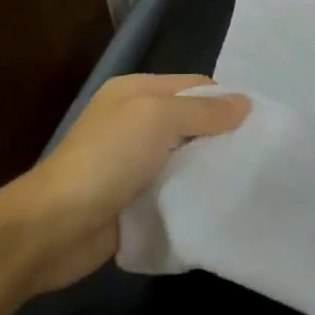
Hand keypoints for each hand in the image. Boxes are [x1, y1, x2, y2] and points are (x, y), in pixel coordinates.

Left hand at [8, 74, 249, 291]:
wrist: (53, 228)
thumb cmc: (106, 161)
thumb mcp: (157, 119)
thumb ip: (203, 110)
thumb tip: (246, 104)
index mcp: (136, 92)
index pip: (197, 86)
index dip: (228, 101)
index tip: (261, 124)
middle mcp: (136, 122)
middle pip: (194, 122)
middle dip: (224, 136)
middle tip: (260, 153)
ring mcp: (134, 162)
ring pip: (188, 157)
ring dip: (211, 168)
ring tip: (248, 178)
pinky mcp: (136, 198)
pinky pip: (176, 189)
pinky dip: (195, 194)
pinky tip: (219, 202)